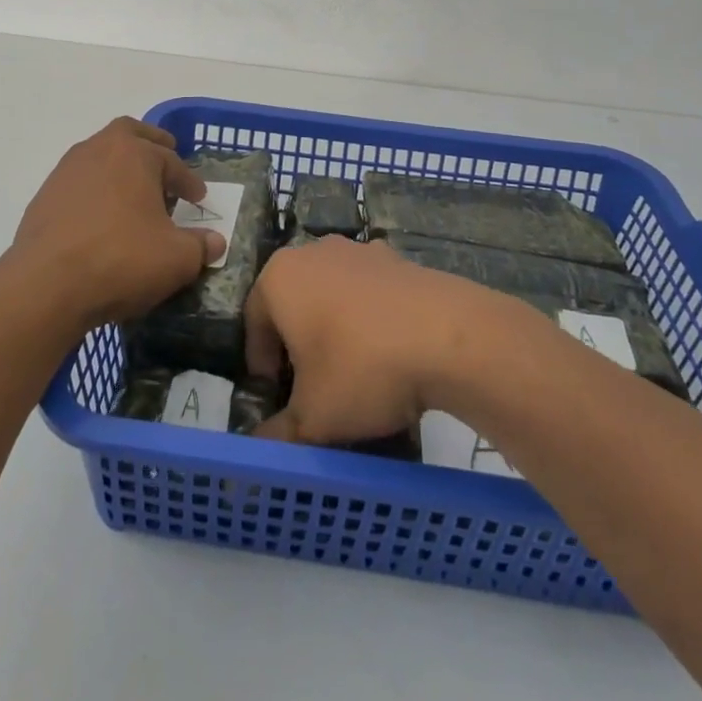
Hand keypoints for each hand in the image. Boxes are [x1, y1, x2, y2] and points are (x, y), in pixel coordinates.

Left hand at [5, 117, 226, 331]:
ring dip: (119, 169)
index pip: (171, 161)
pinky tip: (101, 221)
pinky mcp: (44, 198)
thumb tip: (215, 242)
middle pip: (128, 133)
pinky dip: (95, 193)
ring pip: (99, 156)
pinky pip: (78, 184)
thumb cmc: (121, 259)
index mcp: (134, 153)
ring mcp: (66, 172)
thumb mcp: (176, 259)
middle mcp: (98, 150)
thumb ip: (200, 247)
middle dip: (150, 144)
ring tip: (133, 196)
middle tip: (164, 159)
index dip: (189, 181)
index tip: (198, 198)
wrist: (45, 286)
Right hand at [244, 236, 503, 444]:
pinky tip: (390, 354)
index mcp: (279, 277)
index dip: (261, 365)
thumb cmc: (362, 368)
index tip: (276, 398)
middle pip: (292, 303)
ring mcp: (358, 250)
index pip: (253, 322)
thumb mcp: (313, 417)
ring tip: (355, 374)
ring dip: (334, 329)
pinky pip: (369, 293)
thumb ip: (277, 435)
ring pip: (331, 295)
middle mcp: (313, 252)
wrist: (448, 337)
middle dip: (297, 345)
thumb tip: (256, 450)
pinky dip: (370, 319)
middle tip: (311, 388)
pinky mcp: (396, 259)